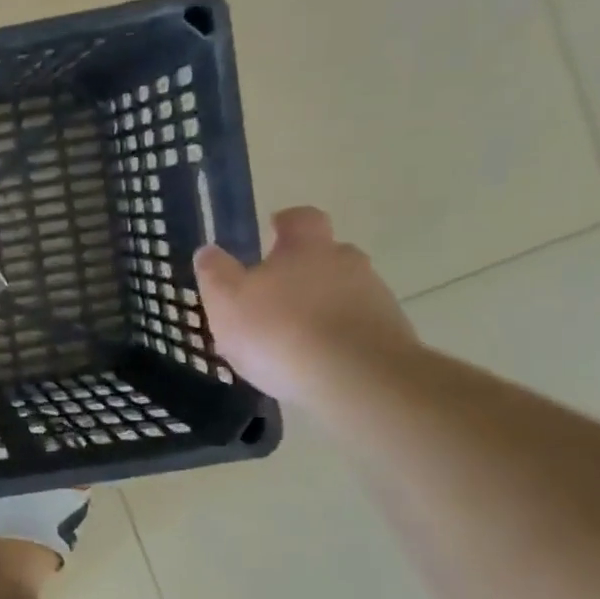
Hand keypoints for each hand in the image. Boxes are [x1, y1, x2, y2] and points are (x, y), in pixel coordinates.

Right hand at [193, 206, 416, 404]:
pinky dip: (336, 338)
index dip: (285, 222)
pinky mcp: (391, 337)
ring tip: (291, 338)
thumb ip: (214, 272)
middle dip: (303, 270)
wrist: (358, 380)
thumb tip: (208, 251)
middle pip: (326, 255)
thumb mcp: (226, 300)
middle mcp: (347, 263)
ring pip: (343, 292)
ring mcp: (376, 300)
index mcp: (306, 248)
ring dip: (320, 306)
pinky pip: (356, 328)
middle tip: (274, 294)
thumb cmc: (280, 331)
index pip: (300, 218)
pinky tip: (314, 363)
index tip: (273, 230)